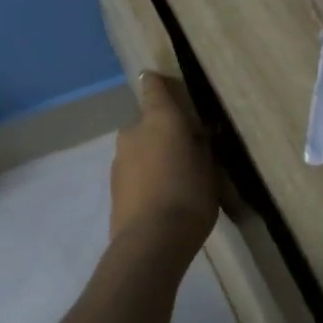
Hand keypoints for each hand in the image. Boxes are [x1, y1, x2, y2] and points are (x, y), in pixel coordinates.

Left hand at [109, 71, 217, 249]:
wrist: (151, 241)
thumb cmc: (190, 196)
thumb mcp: (210, 168)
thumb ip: (201, 147)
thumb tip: (195, 136)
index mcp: (159, 119)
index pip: (155, 88)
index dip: (159, 83)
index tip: (163, 81)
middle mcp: (133, 131)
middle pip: (148, 123)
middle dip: (163, 132)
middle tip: (187, 151)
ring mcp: (118, 160)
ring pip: (140, 149)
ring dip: (153, 157)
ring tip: (176, 181)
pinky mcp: (113, 187)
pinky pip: (134, 173)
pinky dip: (146, 178)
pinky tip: (162, 198)